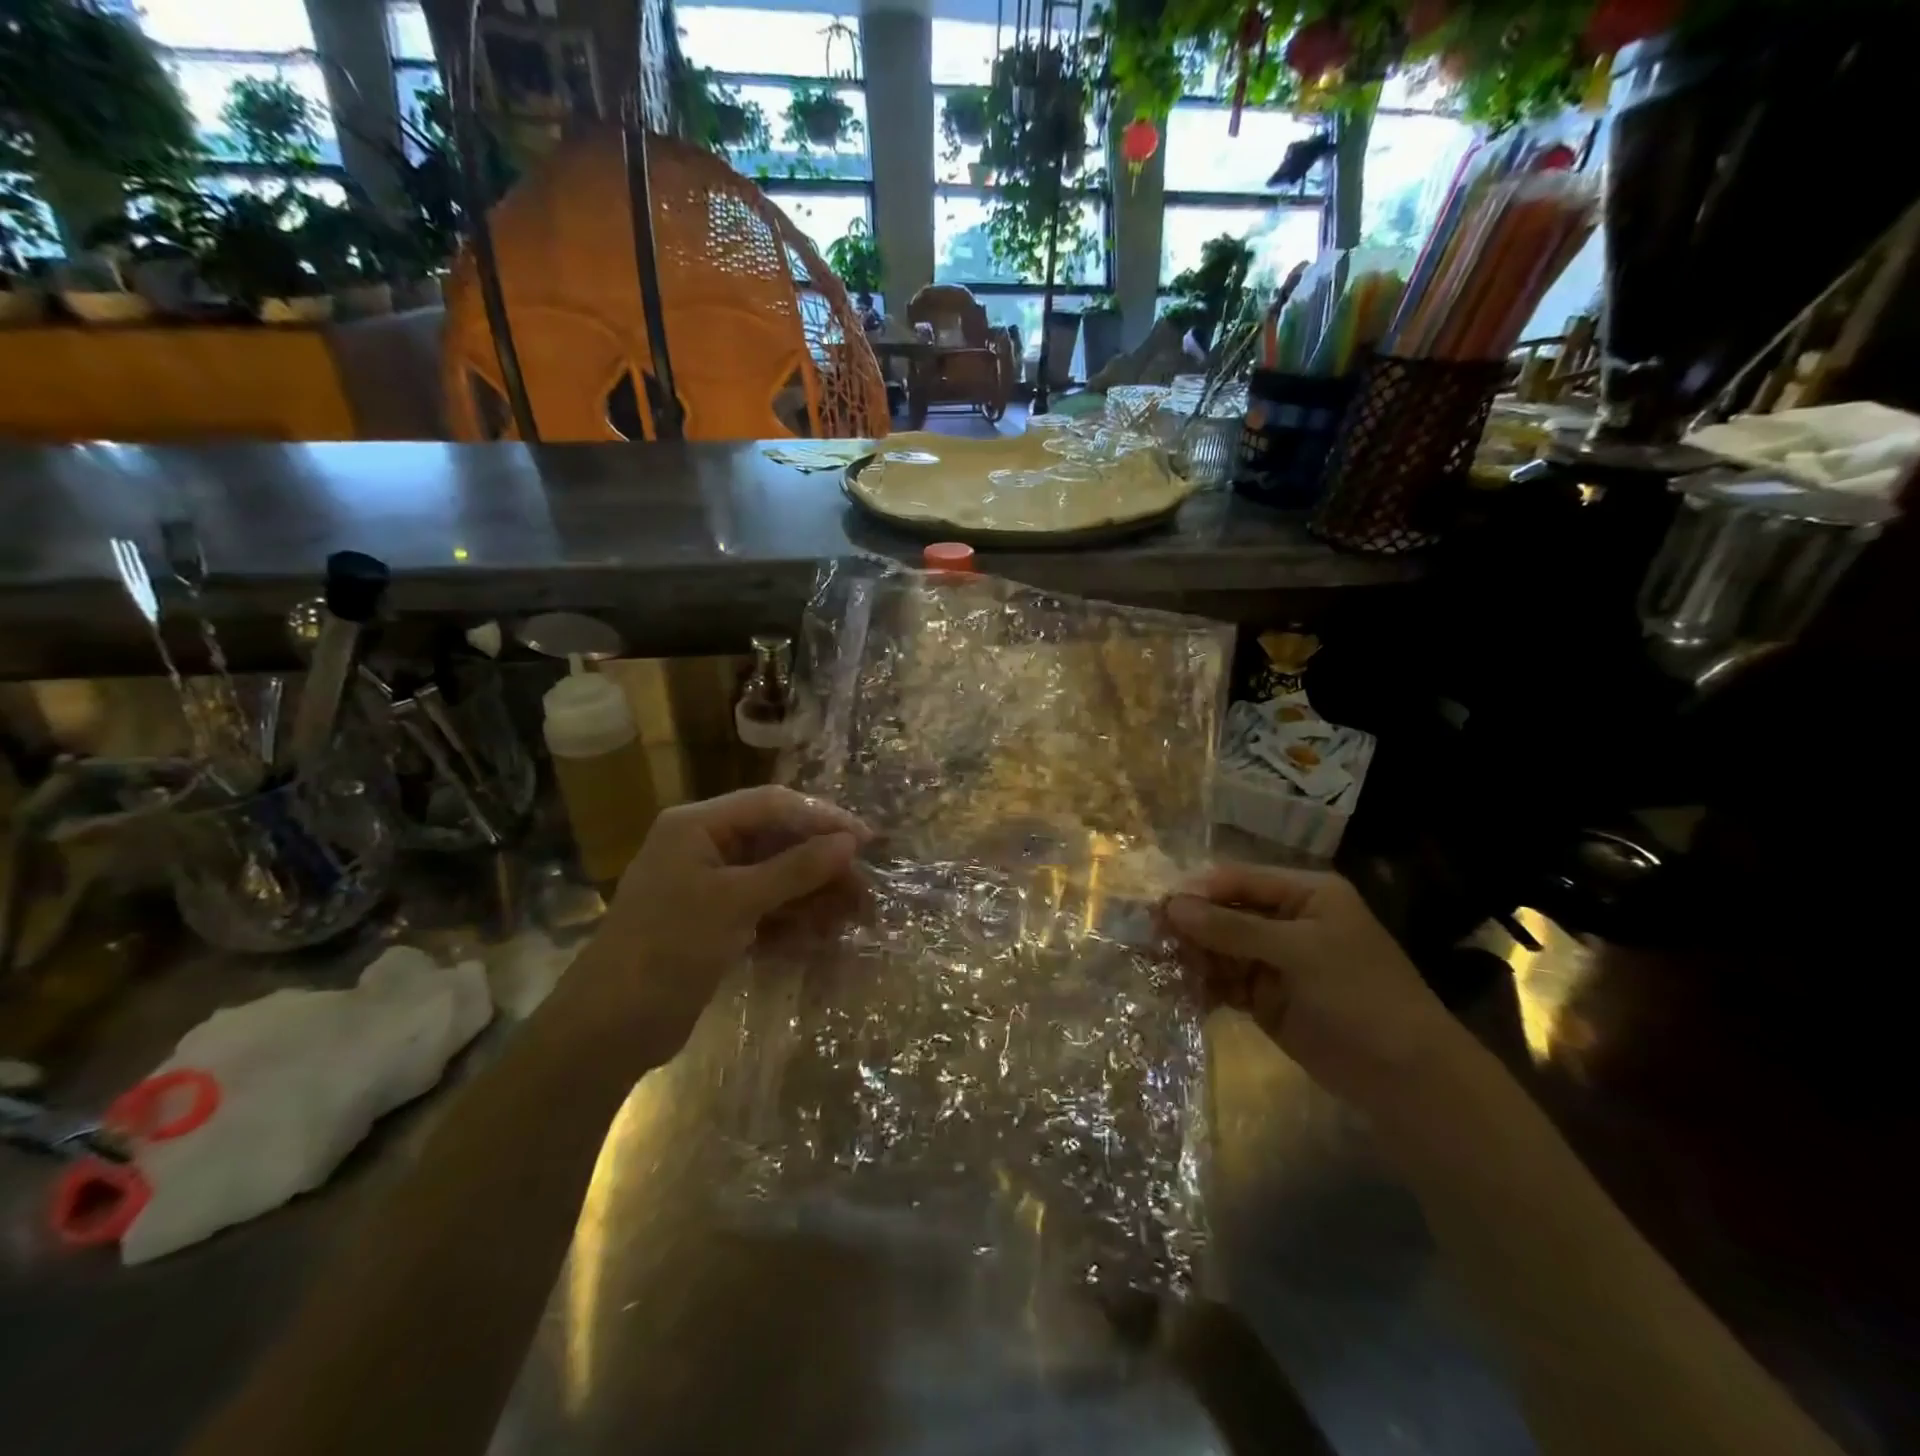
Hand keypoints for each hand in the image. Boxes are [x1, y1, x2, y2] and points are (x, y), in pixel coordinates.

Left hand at [561, 786, 867, 1058]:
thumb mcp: (735, 902)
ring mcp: (710, 886)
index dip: (823, 819)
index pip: (773, 805)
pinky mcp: (716, 921)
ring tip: (853, 918)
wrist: (608, 1029)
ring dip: (814, 894)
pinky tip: (821, 936)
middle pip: (778, 841)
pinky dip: (794, 918)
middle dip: (823, 865)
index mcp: (698, 825)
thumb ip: (795, 869)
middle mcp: (705, 846)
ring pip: (777, 877)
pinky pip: (766, 907)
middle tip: (865, 891)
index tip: (866, 841)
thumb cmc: (668, 948)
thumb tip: (850, 843)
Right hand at [1165, 864, 1464, 1117]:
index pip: (1238, 880)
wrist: (1407, 1078)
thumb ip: (1233, 928)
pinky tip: (1180, 991)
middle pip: (1225, 912)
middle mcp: (1286, 920)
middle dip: (1190, 925)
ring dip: (1191, 956)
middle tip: (1149, 939)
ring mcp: (1275, 960)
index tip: (1158, 906)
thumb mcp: (1298, 952)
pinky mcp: (1266, 997)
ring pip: (1219, 948)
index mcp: (1305, 894)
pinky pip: (1225, 981)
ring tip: (1157, 966)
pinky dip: (1203, 985)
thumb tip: (1171, 906)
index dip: (1198, 891)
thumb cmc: (1360, 995)